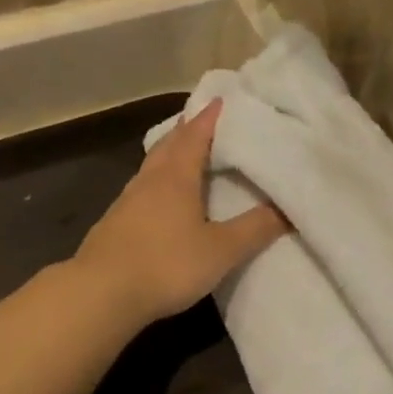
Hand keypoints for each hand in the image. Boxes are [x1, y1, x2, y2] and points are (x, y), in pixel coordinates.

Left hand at [74, 99, 287, 327]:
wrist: (103, 293)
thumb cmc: (167, 265)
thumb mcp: (221, 250)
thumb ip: (255, 229)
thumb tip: (289, 209)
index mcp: (176, 177)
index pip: (195, 135)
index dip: (210, 117)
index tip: (222, 100)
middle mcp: (149, 181)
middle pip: (168, 145)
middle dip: (186, 131)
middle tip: (203, 122)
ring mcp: (126, 202)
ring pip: (151, 168)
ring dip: (168, 155)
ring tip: (184, 155)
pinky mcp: (114, 225)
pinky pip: (141, 191)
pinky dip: (156, 184)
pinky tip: (159, 200)